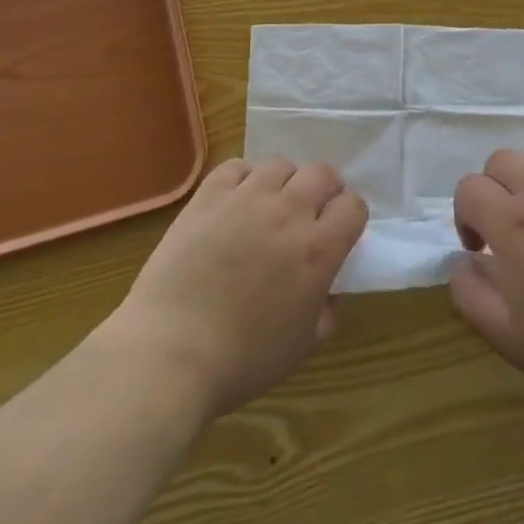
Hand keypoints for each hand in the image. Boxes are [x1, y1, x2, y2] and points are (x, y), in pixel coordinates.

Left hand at [112, 157, 367, 419]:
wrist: (171, 353)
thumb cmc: (242, 359)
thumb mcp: (303, 346)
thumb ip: (327, 311)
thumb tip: (329, 291)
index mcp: (318, 250)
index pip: (353, 206)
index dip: (349, 217)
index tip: (339, 232)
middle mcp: (288, 213)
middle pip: (322, 173)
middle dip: (324, 189)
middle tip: (310, 213)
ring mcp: (245, 199)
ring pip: (280, 164)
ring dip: (284, 182)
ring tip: (271, 205)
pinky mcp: (208, 197)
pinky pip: (236, 167)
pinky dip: (243, 178)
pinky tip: (236, 202)